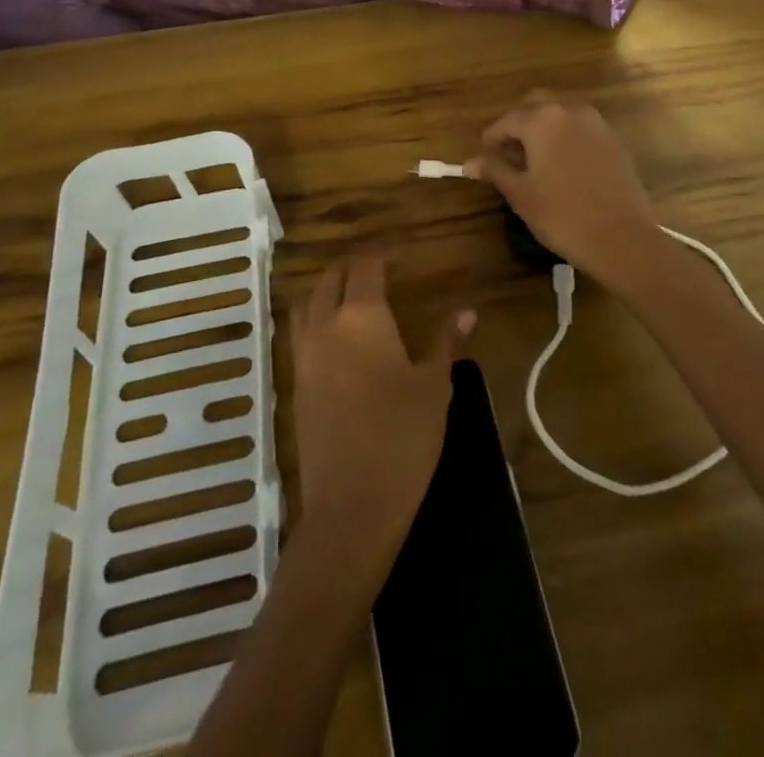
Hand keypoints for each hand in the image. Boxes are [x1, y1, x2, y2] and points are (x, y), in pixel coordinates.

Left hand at [292, 258, 473, 554]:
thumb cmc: (402, 437)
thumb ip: (446, 341)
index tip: (399, 258)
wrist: (350, 507)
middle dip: (351, 268)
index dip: (381, 256)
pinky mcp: (295, 386)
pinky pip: (299, 335)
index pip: (366, 267)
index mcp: (361, 317)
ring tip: (352, 297)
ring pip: (306, 304)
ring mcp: (304, 357)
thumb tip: (468, 311)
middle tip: (377, 272)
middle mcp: (325, 326)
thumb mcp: (434, 385)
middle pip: (329, 279)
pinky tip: (337, 340)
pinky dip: (314, 321)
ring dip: (326, 291)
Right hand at [464, 92, 661, 284]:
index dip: (491, 139)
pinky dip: (566, 138)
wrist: (622, 238)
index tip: (483, 158)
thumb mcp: (521, 194)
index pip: (507, 121)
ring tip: (533, 162)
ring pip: (561, 114)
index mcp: (543, 119)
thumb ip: (495, 170)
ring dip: (543, 129)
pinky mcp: (614, 140)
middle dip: (519, 125)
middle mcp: (570, 110)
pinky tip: (561, 168)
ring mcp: (597, 123)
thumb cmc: (562, 216)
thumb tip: (470, 162)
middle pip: (536, 105)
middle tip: (508, 154)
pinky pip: (581, 129)